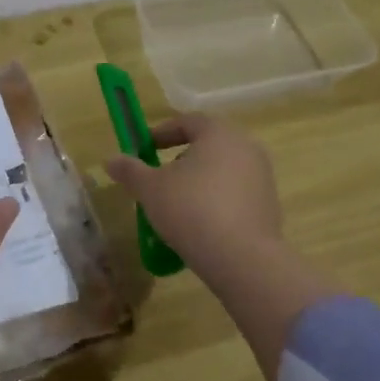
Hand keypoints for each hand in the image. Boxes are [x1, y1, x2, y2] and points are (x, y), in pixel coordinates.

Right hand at [104, 113, 284, 279]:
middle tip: (159, 178)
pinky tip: (200, 225)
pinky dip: (216, 202)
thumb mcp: (150, 189)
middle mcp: (246, 148)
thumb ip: (130, 170)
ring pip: (222, 171)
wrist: (242, 258)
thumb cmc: (191, 210)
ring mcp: (262, 177)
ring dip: (198, 182)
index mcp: (219, 134)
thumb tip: (110, 160)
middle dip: (181, 159)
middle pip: (208, 145)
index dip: (162, 132)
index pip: (188, 121)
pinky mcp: (269, 206)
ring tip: (177, 206)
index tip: (144, 148)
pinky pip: (235, 195)